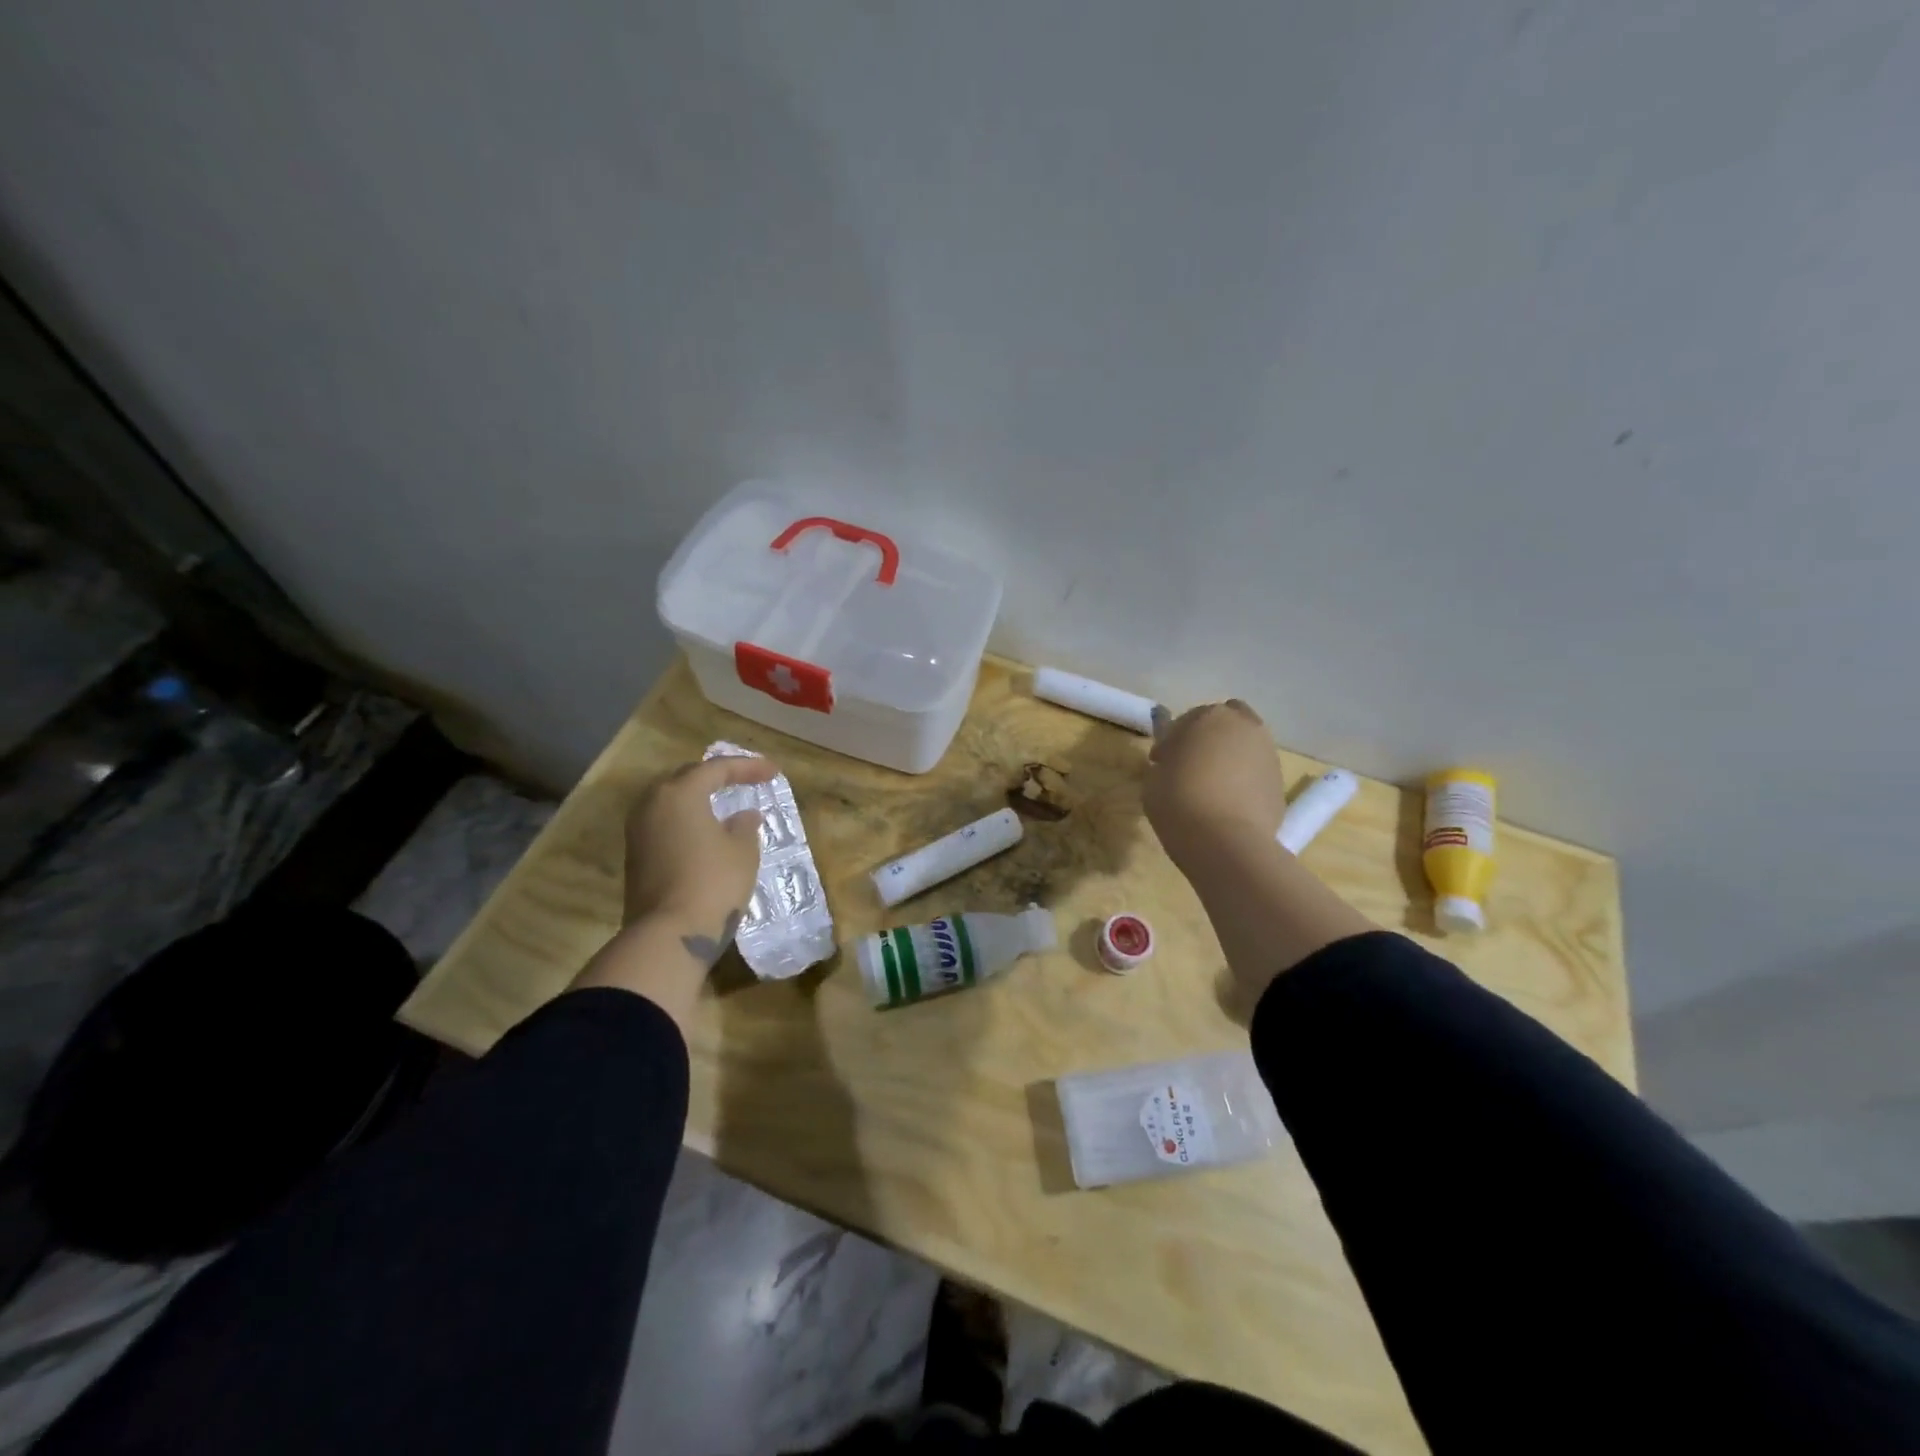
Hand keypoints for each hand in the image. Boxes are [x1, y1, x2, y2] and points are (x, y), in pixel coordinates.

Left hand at [623, 754, 777, 963]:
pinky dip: (687, 820)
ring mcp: (638, 832)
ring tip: (724, 803)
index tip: (773, 772)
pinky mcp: (636, 857)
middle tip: (743, 780)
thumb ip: (745, 826)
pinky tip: (706, 831)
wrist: (668, 936)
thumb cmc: (713, 883)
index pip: (716, 769)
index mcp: (680, 794)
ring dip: (698, 798)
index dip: (748, 767)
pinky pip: (664, 824)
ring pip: (671, 801)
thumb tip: (743, 817)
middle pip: (686, 778)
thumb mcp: (743, 851)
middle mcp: (652, 804)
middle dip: (716, 776)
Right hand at [1144, 700, 1287, 868]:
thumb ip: (1165, 762)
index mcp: (1208, 717)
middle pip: (1225, 722)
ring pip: (1244, 745)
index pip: (1185, 721)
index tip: (1160, 763)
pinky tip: (1230, 802)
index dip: (1171, 741)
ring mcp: (1267, 753)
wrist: (1226, 842)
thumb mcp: (1154, 779)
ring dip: (1229, 756)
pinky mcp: (1280, 781)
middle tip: (1191, 764)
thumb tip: (1174, 762)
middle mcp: (1243, 726)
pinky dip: (1244, 778)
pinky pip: (1256, 771)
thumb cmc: (1179, 802)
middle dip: (1208, 737)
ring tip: (1212, 785)